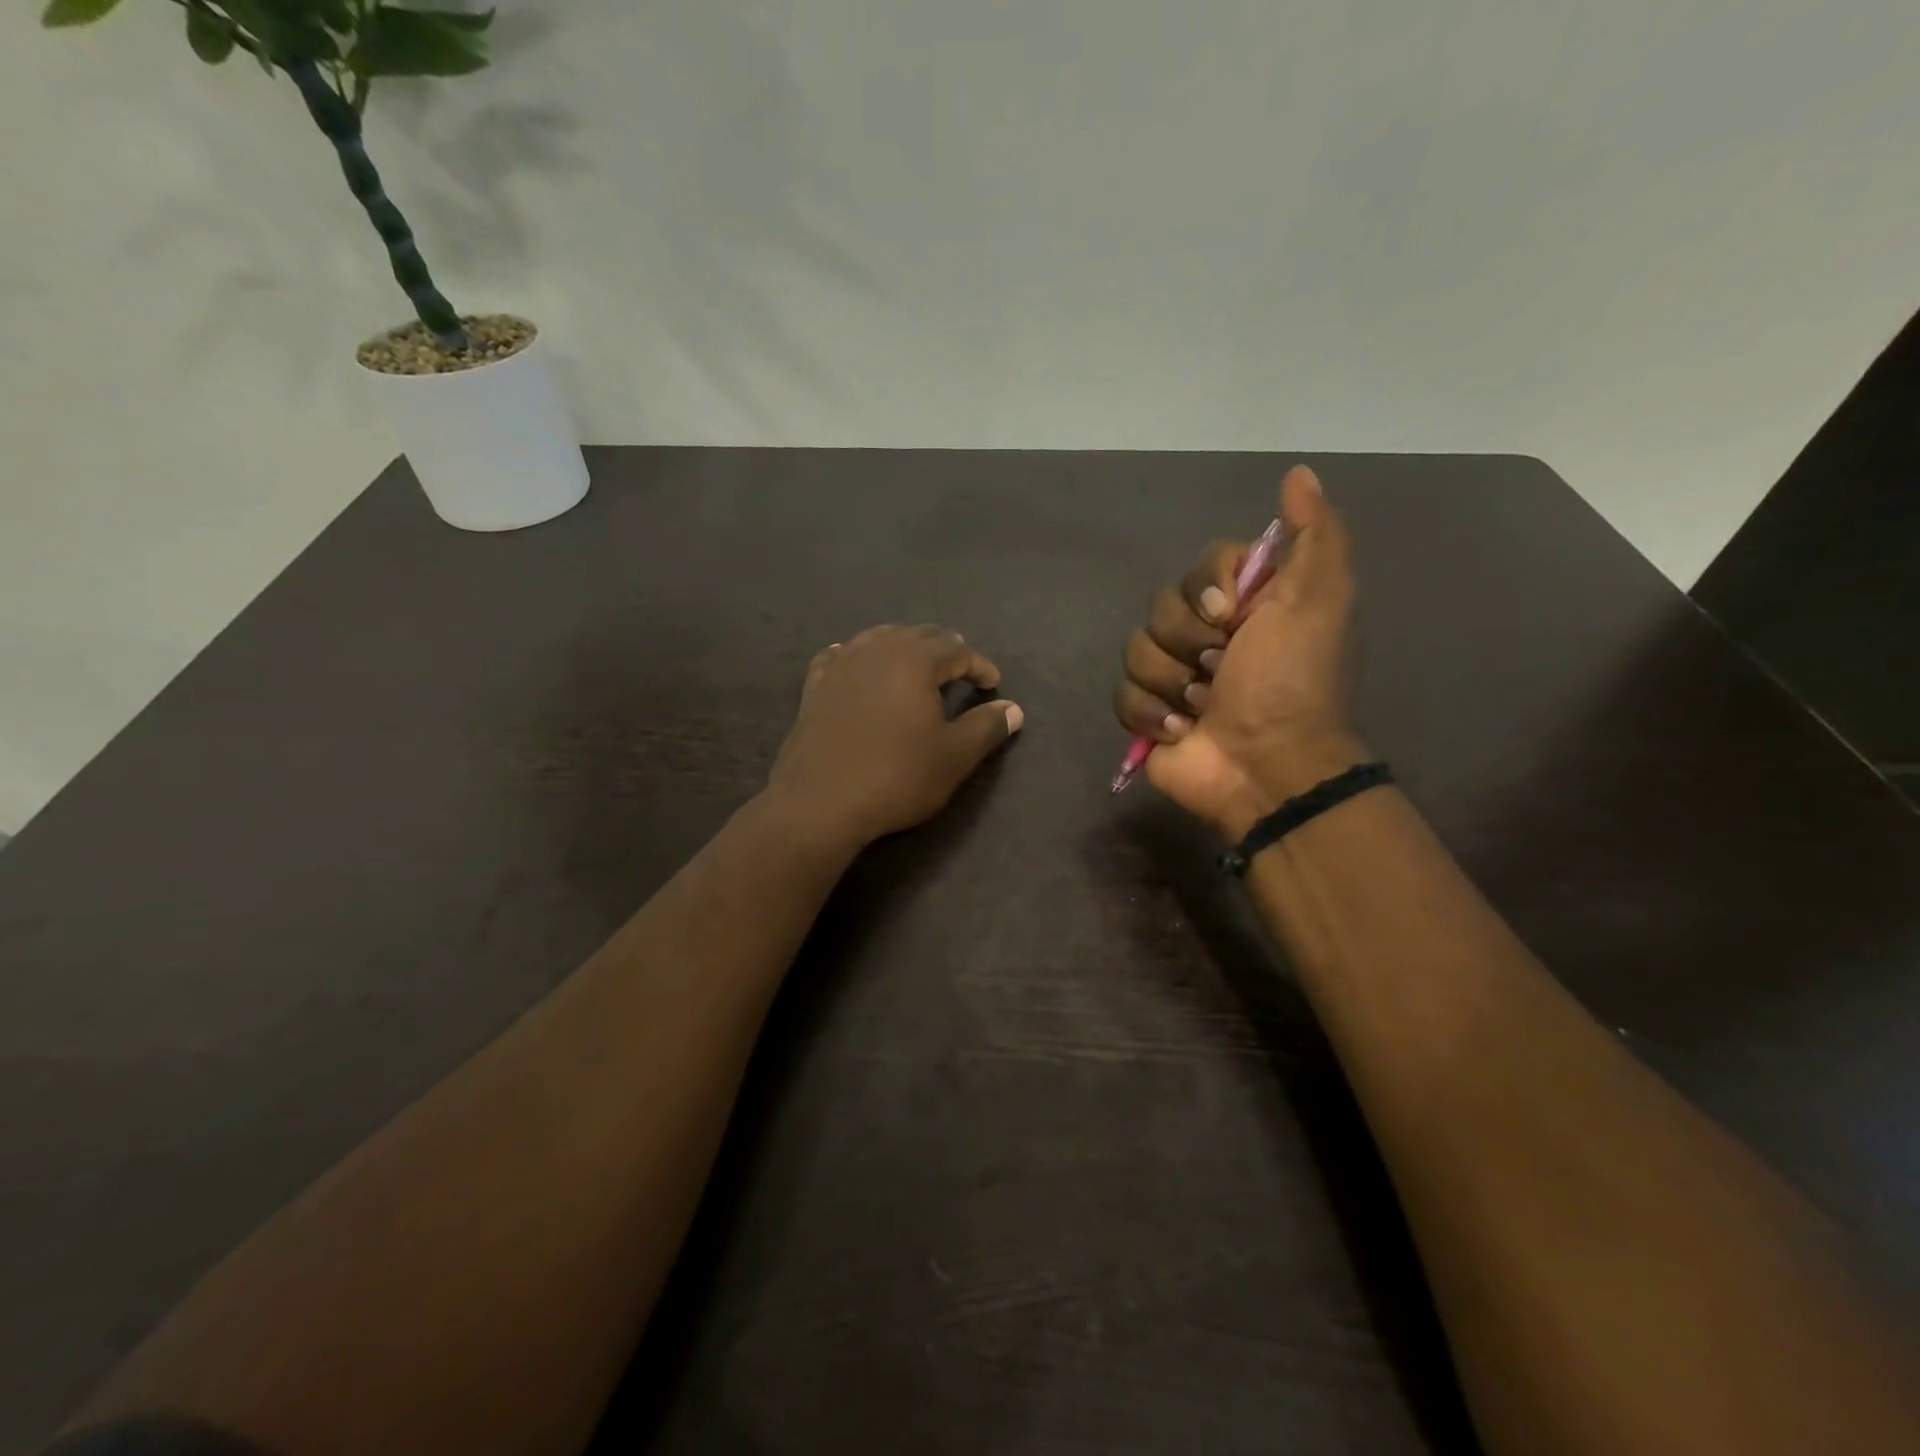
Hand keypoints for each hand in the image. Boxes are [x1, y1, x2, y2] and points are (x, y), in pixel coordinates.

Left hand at [768, 624, 1023, 847]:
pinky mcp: (814, 688)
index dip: (979, 665)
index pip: (957, 650)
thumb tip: (1014, 709)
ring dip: (903, 646)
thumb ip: (987, 727)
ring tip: (916, 662)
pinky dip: (857, 656)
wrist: (819, 803)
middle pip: (917, 635)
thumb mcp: (954, 756)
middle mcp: (877, 651)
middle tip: (960, 667)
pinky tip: (856, 663)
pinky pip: (839, 657)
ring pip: (878, 639)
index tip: (993, 684)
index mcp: (915, 660)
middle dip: (944, 648)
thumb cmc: (896, 776)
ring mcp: (841, 666)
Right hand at [1112, 465, 1364, 839]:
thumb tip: (1298, 473)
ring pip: (1136, 649)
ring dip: (1171, 683)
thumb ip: (1316, 536)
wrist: (1265, 767)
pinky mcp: (1148, 714)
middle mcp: (1208, 635)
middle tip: (1220, 671)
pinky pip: (1122, 694)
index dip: (1206, 588)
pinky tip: (1180, 732)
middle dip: (1188, 642)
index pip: (1201, 567)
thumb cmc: (1291, 683)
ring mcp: (1174, 676)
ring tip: (1202, 709)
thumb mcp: (1320, 601)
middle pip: (1161, 607)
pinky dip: (1151, 714)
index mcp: (1247, 606)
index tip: (1229, 617)